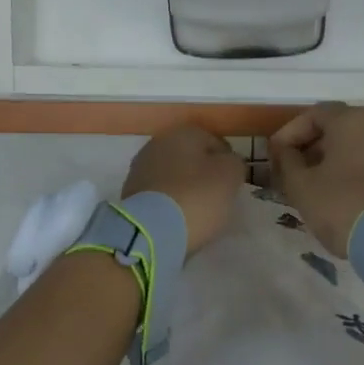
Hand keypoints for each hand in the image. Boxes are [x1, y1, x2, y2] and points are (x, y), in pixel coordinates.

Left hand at [121, 125, 244, 253]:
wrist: (151, 231)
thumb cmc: (197, 197)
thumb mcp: (230, 176)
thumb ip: (234, 163)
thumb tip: (227, 163)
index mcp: (184, 133)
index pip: (215, 142)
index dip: (228, 163)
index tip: (233, 184)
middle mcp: (158, 143)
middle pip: (191, 158)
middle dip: (203, 174)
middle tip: (217, 197)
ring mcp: (140, 168)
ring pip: (173, 175)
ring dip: (185, 188)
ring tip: (197, 212)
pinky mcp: (129, 193)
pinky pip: (159, 194)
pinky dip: (169, 202)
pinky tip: (178, 218)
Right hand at [269, 104, 363, 256]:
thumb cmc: (340, 205)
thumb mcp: (301, 185)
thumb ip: (286, 161)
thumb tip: (284, 150)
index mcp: (352, 120)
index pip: (314, 114)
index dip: (290, 133)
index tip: (275, 156)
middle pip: (336, 128)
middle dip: (309, 147)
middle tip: (290, 171)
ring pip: (354, 145)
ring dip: (329, 160)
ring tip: (309, 185)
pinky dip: (350, 169)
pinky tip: (334, 193)